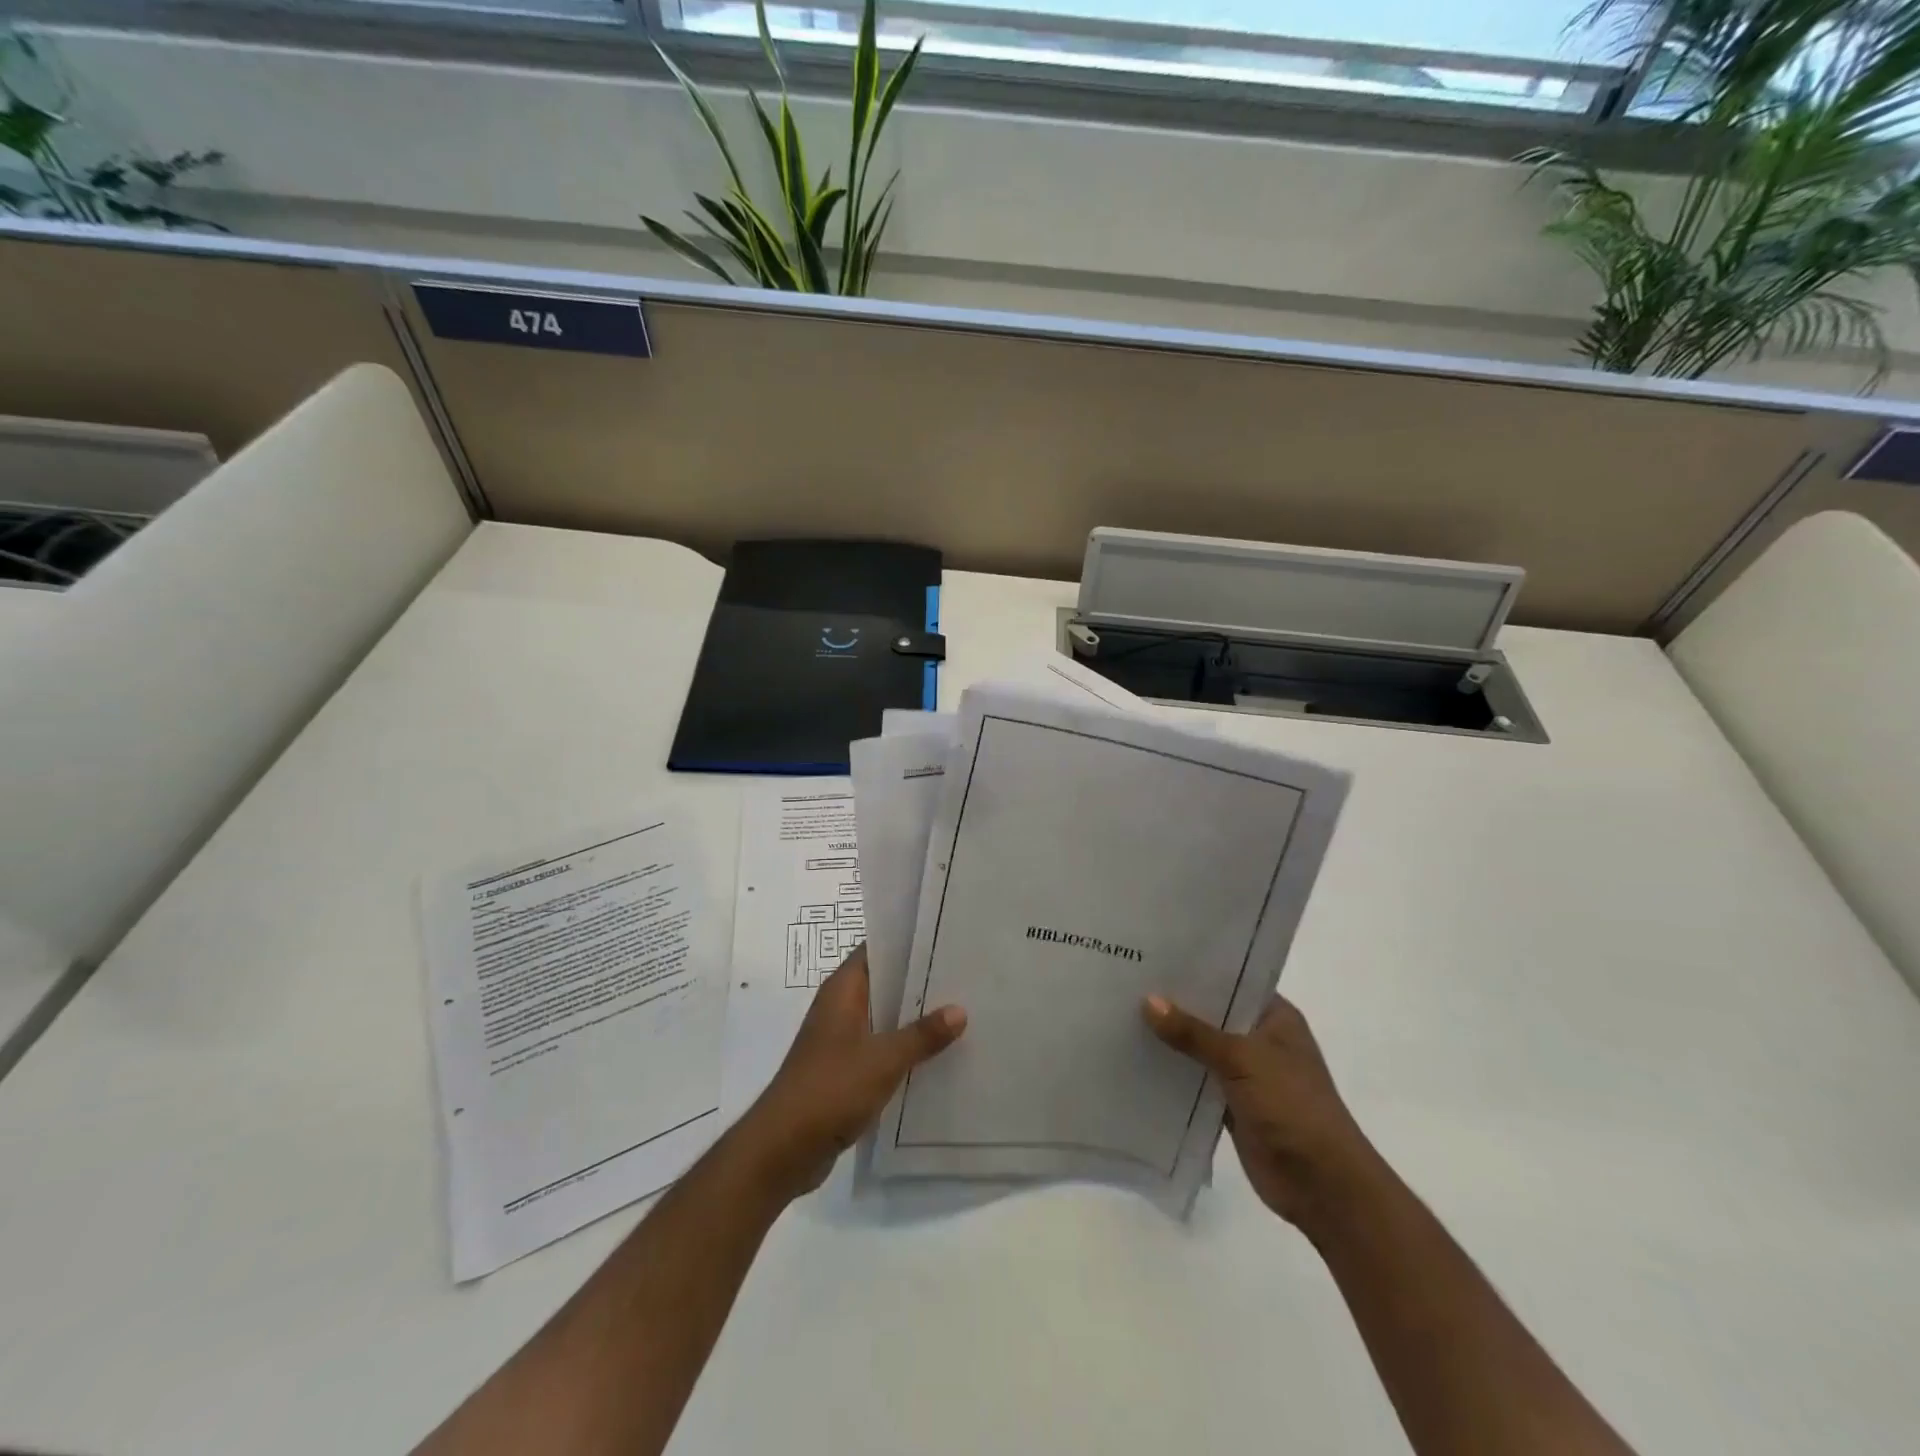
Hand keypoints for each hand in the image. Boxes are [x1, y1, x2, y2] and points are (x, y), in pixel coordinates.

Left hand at [739, 944, 966, 1200]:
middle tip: (963, 974)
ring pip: (883, 1017)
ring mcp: (839, 1040)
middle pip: (883, 983)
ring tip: (959, 1011)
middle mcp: (839, 1008)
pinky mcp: (843, 1070)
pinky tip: (935, 1055)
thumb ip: (922, 1035)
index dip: (907, 940)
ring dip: (913, 1017)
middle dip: (919, 980)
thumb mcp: (884, 1059)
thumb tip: (960, 1010)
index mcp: (842, 990)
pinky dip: (903, 1048)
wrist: (783, 1148)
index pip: (876, 949)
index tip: (944, 936)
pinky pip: (879, 1048)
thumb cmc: (831, 1088)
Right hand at [1143, 992, 1375, 1228]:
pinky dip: (1173, 1075)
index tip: (1155, 954)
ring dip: (1171, 1040)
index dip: (1197, 969)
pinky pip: (1195, 1082)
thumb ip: (1193, 1032)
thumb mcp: (1242, 1059)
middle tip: (1128, 979)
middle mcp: (1260, 1040)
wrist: (1322, 1185)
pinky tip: (1136, 1060)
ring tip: (1122, 1014)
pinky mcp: (1231, 1106)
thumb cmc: (1292, 1106)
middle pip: (1212, 1015)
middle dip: (1176, 1004)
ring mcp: (1246, 1074)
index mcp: (1275, 1018)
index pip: (1232, 981)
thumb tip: (1148, 1001)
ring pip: (1201, 1049)